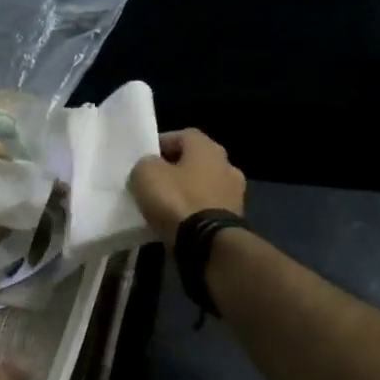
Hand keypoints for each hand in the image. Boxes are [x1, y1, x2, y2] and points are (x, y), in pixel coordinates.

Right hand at [129, 128, 246, 246]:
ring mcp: (235, 193)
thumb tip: (150, 167)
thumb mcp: (146, 174)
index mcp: (208, 147)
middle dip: (175, 170)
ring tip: (164, 205)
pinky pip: (208, 208)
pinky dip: (195, 212)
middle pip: (195, 161)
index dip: (161, 145)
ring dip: (187, 192)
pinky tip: (179, 222)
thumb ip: (145, 164)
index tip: (144, 159)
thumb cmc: (177, 200)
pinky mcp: (235, 219)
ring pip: (203, 186)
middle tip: (154, 182)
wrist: (208, 244)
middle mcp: (227, 164)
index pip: (182, 136)